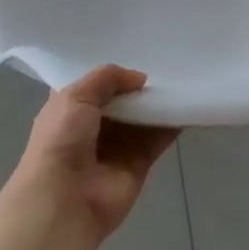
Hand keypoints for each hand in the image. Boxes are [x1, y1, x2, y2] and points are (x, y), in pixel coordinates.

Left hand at [10, 66, 178, 241]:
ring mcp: (117, 145)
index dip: (110, 70)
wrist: (65, 201)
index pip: (92, 83)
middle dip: (139, 83)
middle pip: (122, 99)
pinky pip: (159, 138)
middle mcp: (93, 125)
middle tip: (166, 59)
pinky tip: (187, 103)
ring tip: (182, 76)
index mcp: (70, 108)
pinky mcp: (139, 163)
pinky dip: (173, 123)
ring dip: (158, 101)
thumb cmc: (61, 141)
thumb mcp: (75, 96)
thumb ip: (107, 78)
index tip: (134, 48)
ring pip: (143, 117)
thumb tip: (140, 79)